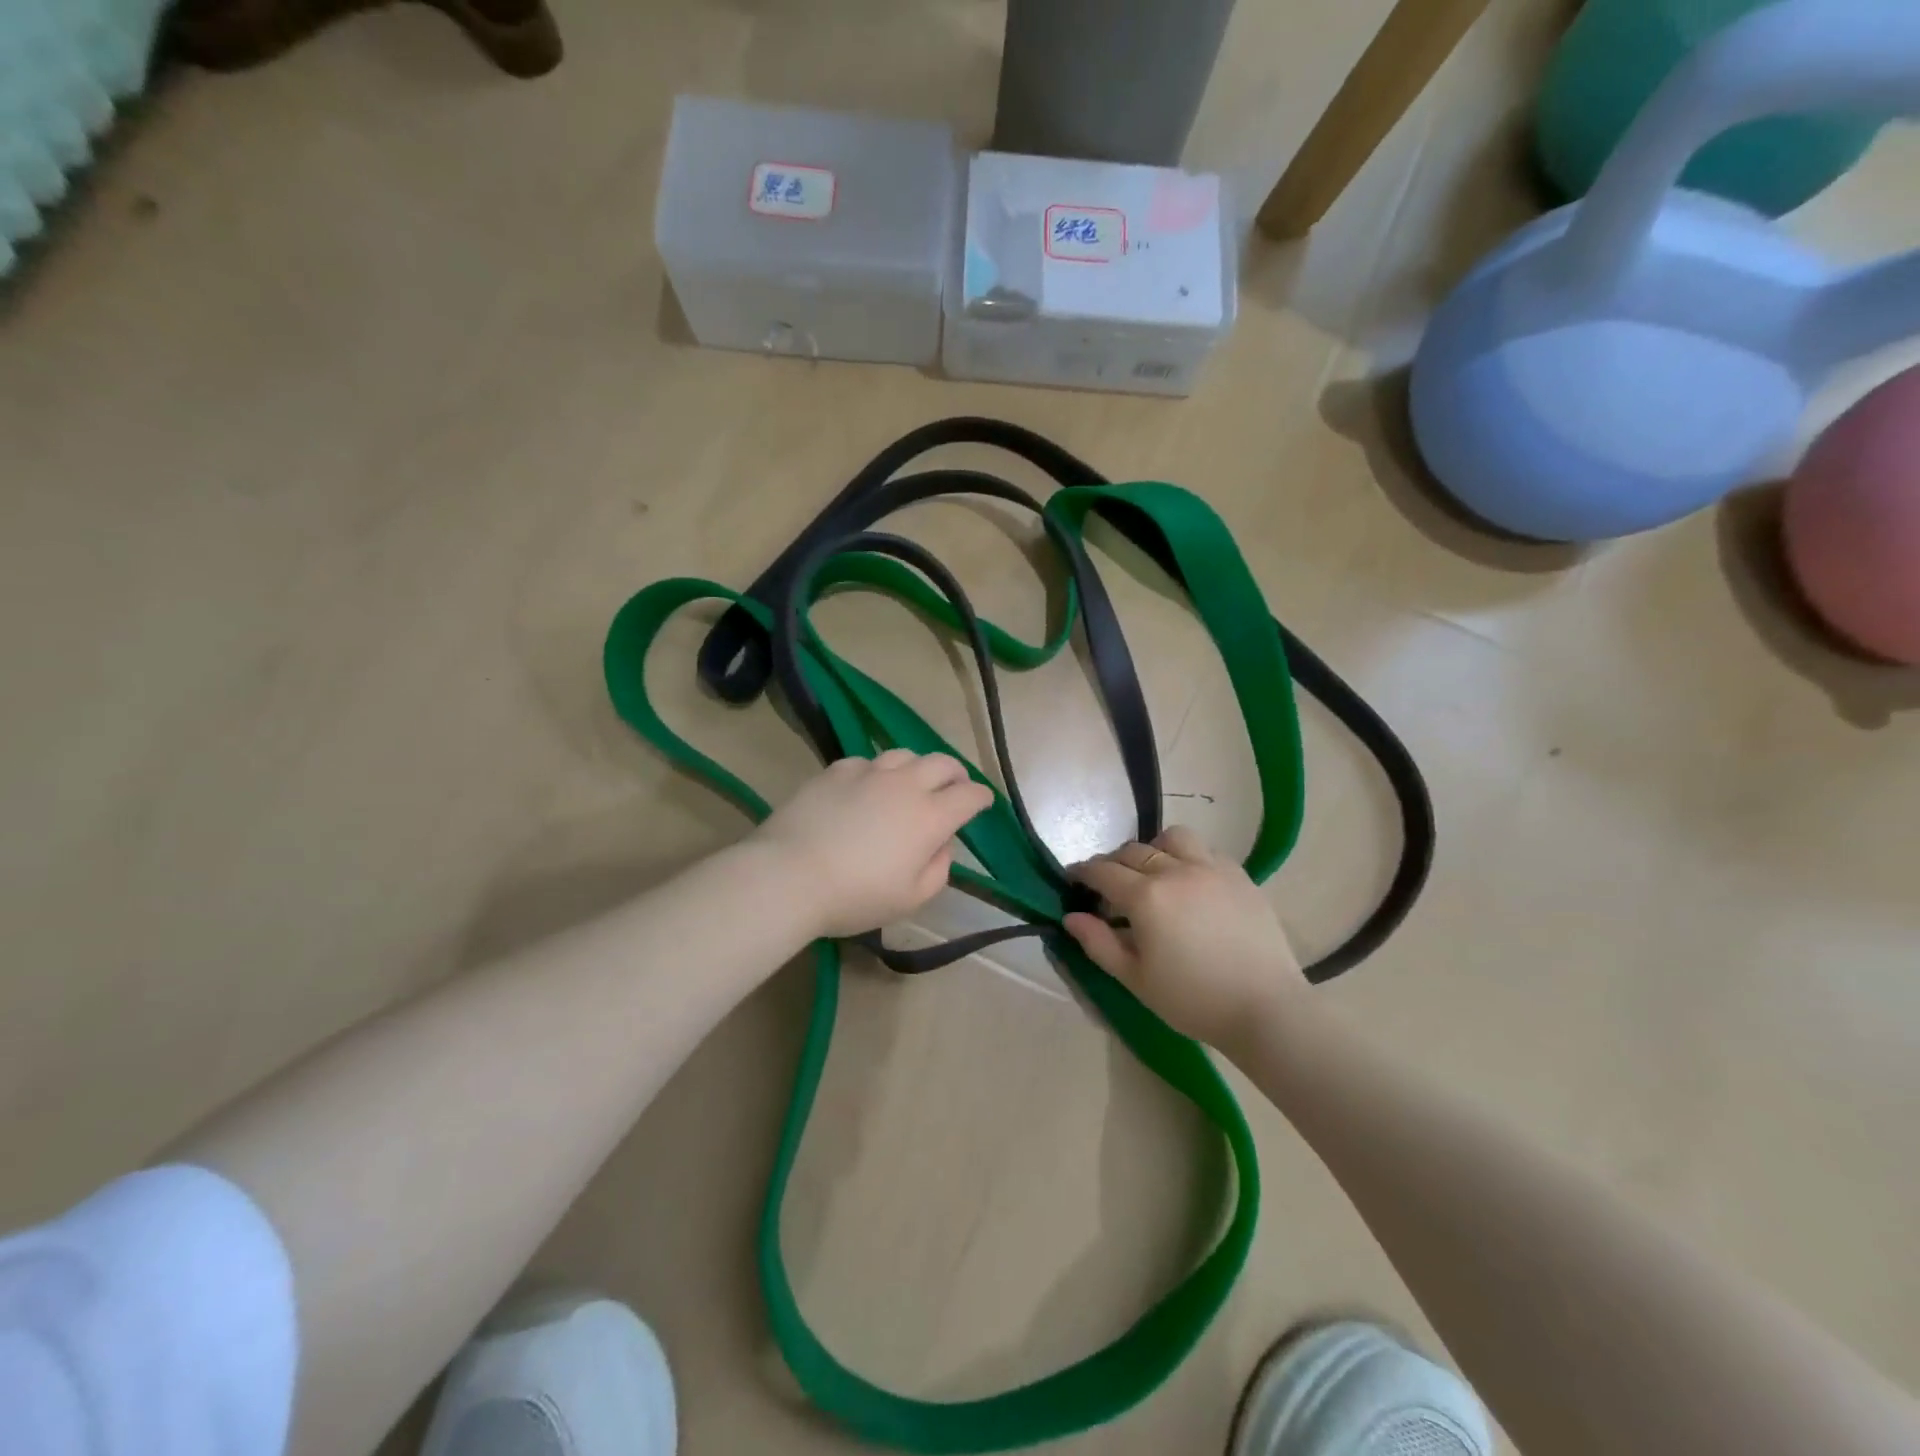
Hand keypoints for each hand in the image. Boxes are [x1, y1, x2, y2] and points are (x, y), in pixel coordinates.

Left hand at [753, 750, 995, 938]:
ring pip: (905, 755)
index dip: (981, 797)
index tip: (983, 802)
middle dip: (956, 774)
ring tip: (913, 782)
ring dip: (918, 767)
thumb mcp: (910, 898)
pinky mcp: (836, 770)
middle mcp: (905, 785)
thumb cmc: (855, 896)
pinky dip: (878, 772)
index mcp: (930, 816)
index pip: (969, 795)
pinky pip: (867, 762)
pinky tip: (867, 787)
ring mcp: (869, 772)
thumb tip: (942, 844)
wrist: (789, 875)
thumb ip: (938, 869)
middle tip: (955, 786)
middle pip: (942, 763)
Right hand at [1065, 826, 1307, 1050]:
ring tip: (1153, 874)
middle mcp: (1175, 870)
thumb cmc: (1193, 1000)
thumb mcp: (1135, 978)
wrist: (1266, 1008)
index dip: (1082, 872)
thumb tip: (1071, 917)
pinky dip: (1188, 857)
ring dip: (1153, 849)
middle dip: (1112, 864)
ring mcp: (1210, 868)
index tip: (1073, 878)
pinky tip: (1190, 883)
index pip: (1102, 872)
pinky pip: (1205, 850)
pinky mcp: (1239, 875)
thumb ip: (1098, 943)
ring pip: (1172, 838)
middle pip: (1132, 851)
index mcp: (1145, 896)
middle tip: (1108, 887)